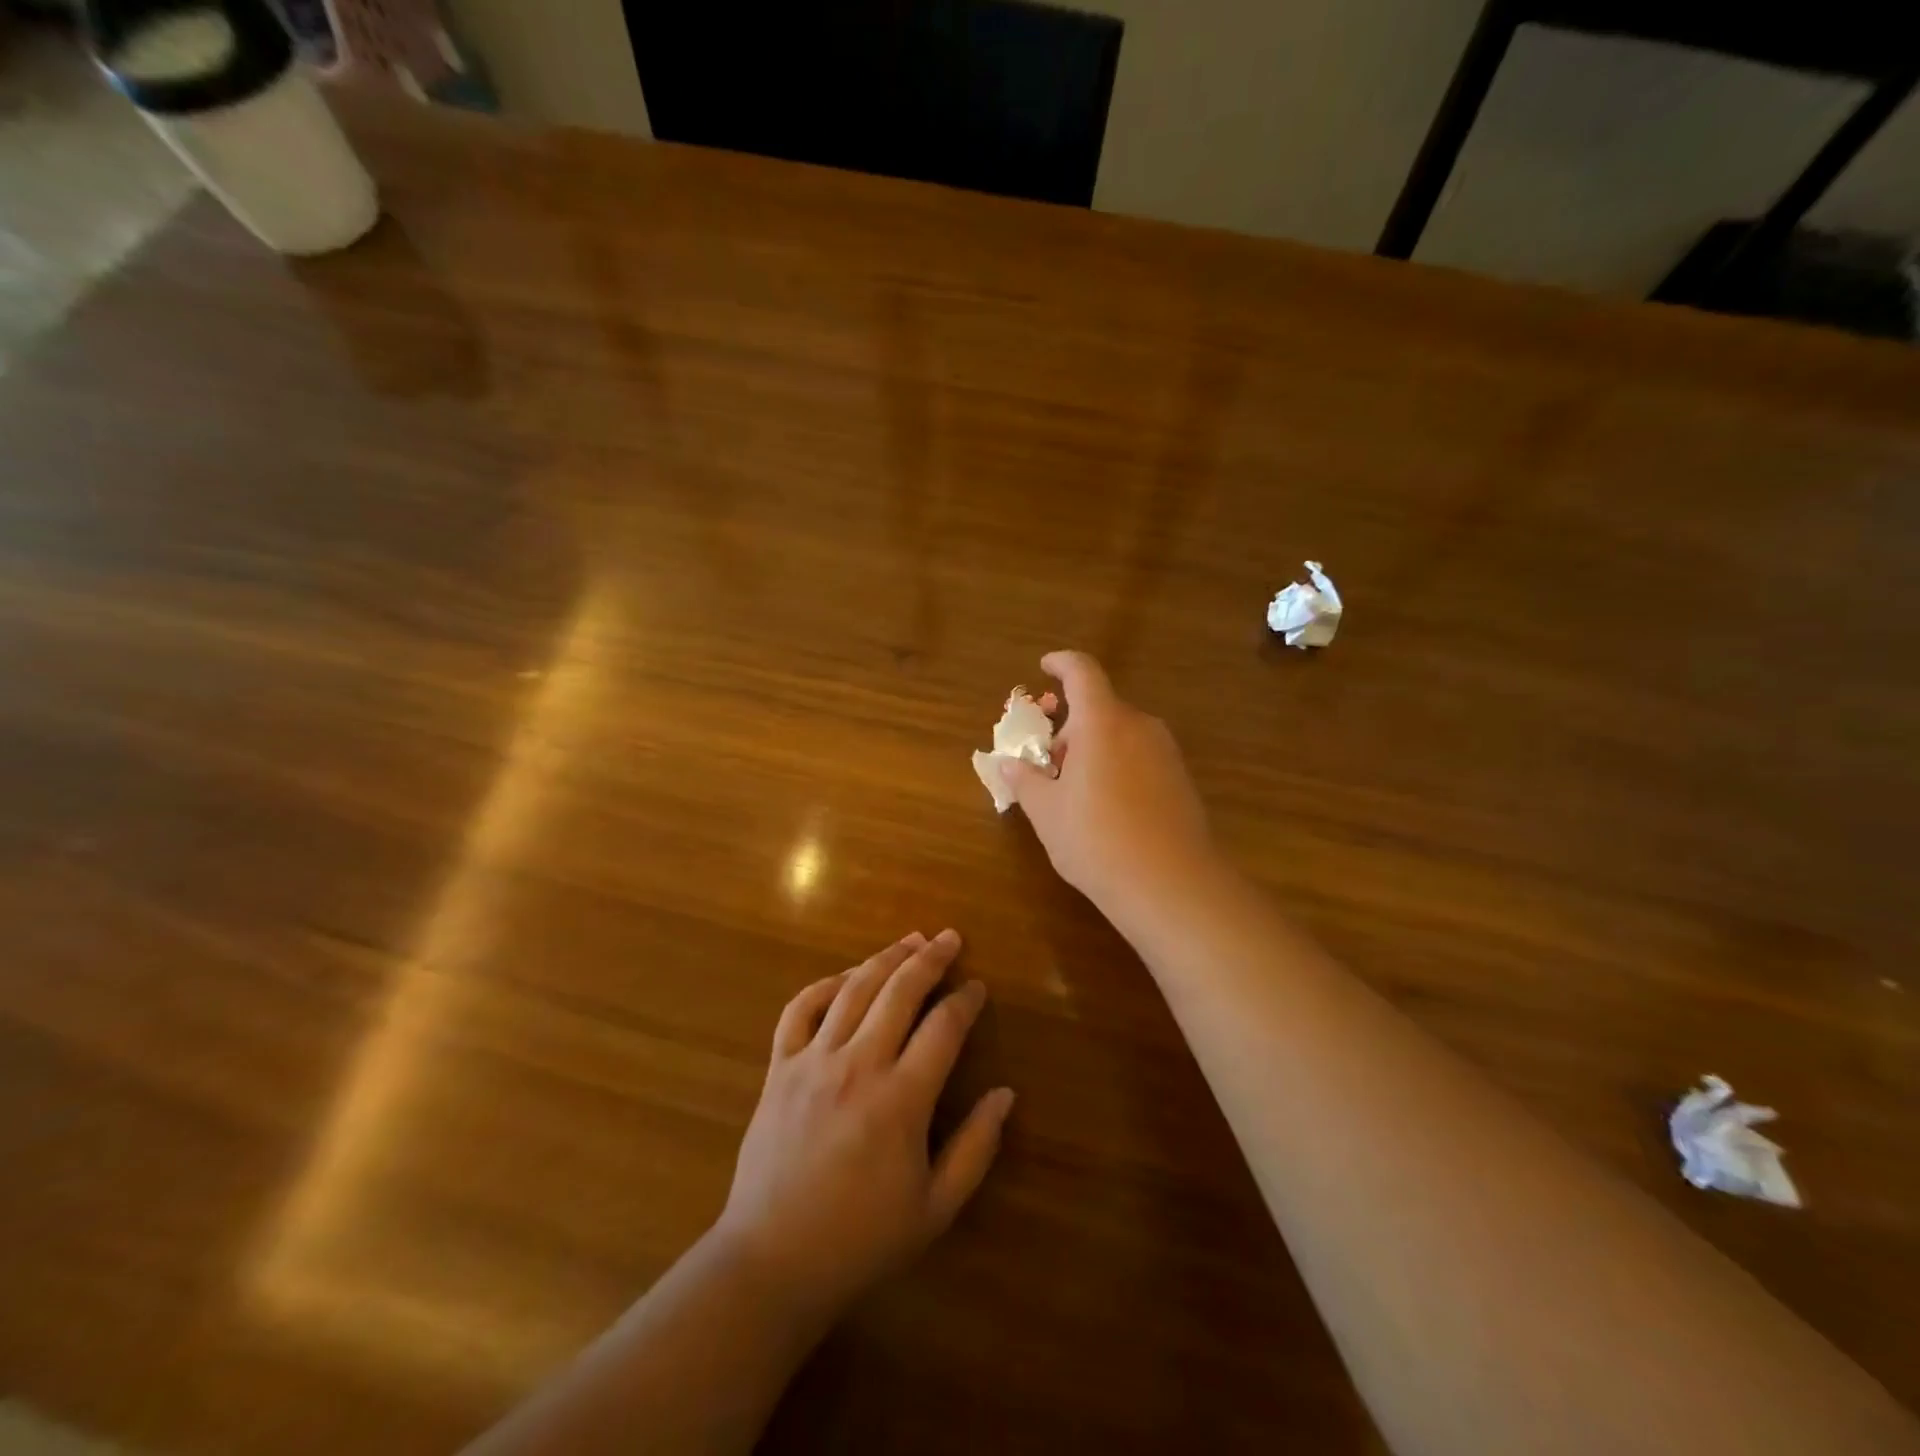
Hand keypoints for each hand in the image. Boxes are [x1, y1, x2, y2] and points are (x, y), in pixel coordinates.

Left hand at [714, 930, 1014, 1322]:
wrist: (772, 1262)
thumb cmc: (861, 1239)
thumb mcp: (935, 1208)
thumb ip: (976, 1148)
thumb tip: (1005, 1093)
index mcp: (901, 1100)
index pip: (944, 1028)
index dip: (966, 1000)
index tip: (977, 987)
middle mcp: (858, 1066)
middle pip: (900, 991)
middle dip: (930, 959)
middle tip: (950, 938)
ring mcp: (813, 1062)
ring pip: (854, 989)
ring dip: (885, 958)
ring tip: (910, 940)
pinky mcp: (780, 1067)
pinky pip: (800, 1009)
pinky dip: (824, 984)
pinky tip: (846, 976)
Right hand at [998, 651, 1216, 909]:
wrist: (1172, 885)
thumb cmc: (1097, 841)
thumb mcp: (1047, 813)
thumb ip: (1025, 781)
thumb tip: (1007, 764)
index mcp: (1102, 722)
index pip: (1082, 672)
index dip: (1061, 663)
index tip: (1045, 666)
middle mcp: (1139, 726)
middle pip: (1099, 708)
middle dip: (1069, 727)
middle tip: (1046, 763)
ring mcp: (1166, 752)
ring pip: (1120, 734)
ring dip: (1093, 748)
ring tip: (1073, 792)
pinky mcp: (1181, 779)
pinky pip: (1140, 756)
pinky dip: (1117, 765)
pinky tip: (1107, 808)